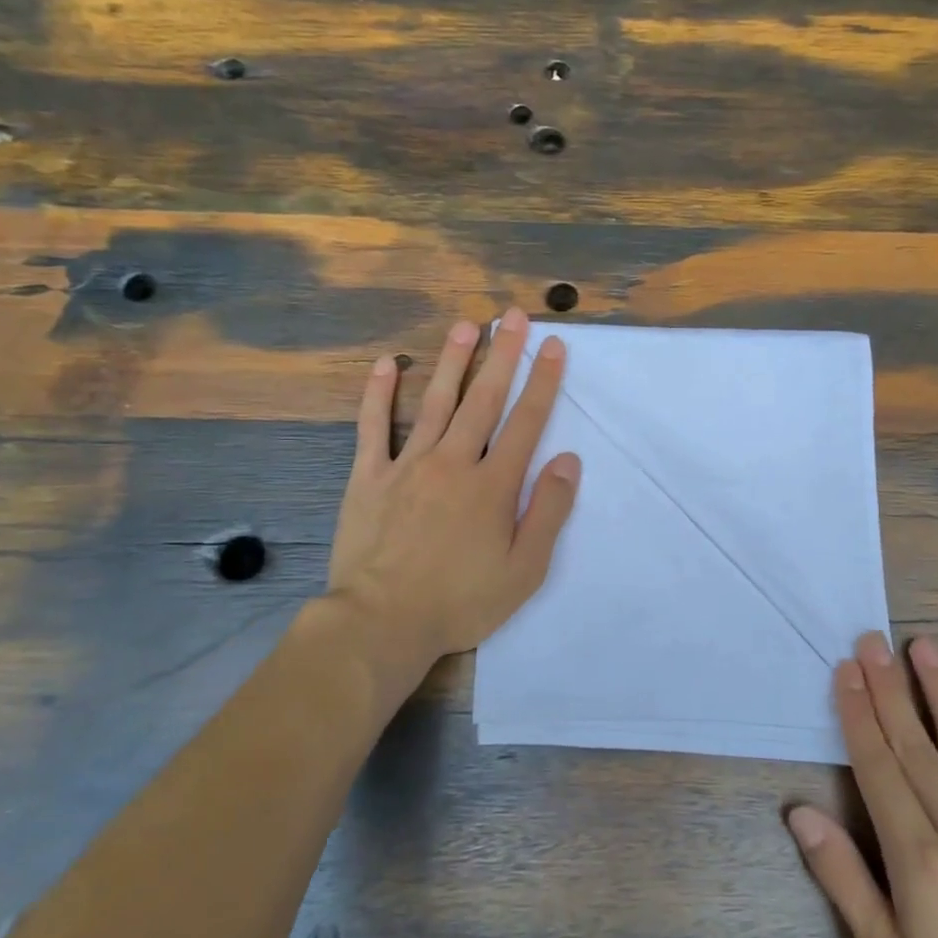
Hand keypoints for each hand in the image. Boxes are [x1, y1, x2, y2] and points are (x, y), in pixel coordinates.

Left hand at [327, 308, 579, 700]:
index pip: (526, 421)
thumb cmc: (461, 601)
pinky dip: (379, 394)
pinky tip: (385, 364)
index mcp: (493, 485)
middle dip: (503, 354)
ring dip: (453, 361)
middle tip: (513, 315)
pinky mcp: (368, 477)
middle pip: (484, 399)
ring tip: (466, 324)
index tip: (553, 345)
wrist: (382, 622)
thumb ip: (549, 511)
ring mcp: (408, 465)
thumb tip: (568, 461)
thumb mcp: (524, 570)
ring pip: (435, 402)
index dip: (543, 381)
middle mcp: (454, 462)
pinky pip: (373, 428)